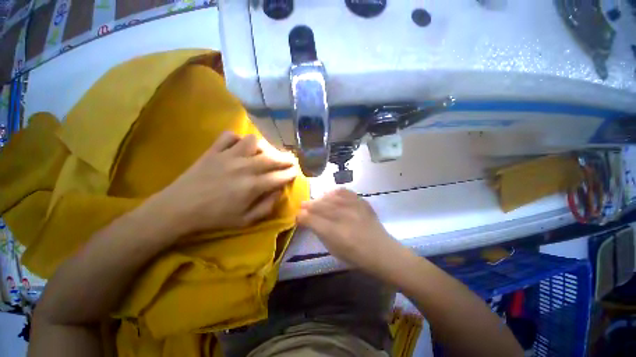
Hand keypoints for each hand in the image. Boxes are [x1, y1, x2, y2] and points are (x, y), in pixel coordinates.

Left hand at [150, 132, 298, 233]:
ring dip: (263, 147)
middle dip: (286, 159)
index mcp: (253, 186)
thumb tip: (279, 191)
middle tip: (290, 160)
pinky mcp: (214, 150)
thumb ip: (267, 206)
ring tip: (264, 154)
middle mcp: (245, 167)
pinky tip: (239, 147)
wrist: (178, 209)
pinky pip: (229, 136)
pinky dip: (237, 139)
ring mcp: (228, 156)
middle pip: (272, 158)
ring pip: (253, 141)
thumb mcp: (245, 221)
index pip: (280, 176)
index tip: (296, 172)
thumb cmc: (215, 217)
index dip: (291, 173)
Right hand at [297, 189, 408, 274]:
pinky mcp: (361, 201)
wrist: (381, 250)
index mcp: (333, 233)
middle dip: (308, 206)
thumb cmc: (355, 255)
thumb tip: (307, 220)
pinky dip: (335, 192)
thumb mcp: (333, 248)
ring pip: (329, 197)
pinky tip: (331, 195)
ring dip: (319, 199)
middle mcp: (342, 217)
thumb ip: (319, 232)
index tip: (298, 216)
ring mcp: (353, 207)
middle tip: (303, 206)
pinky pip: (344, 191)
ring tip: (317, 201)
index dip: (301, 216)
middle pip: (318, 206)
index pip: (310, 219)